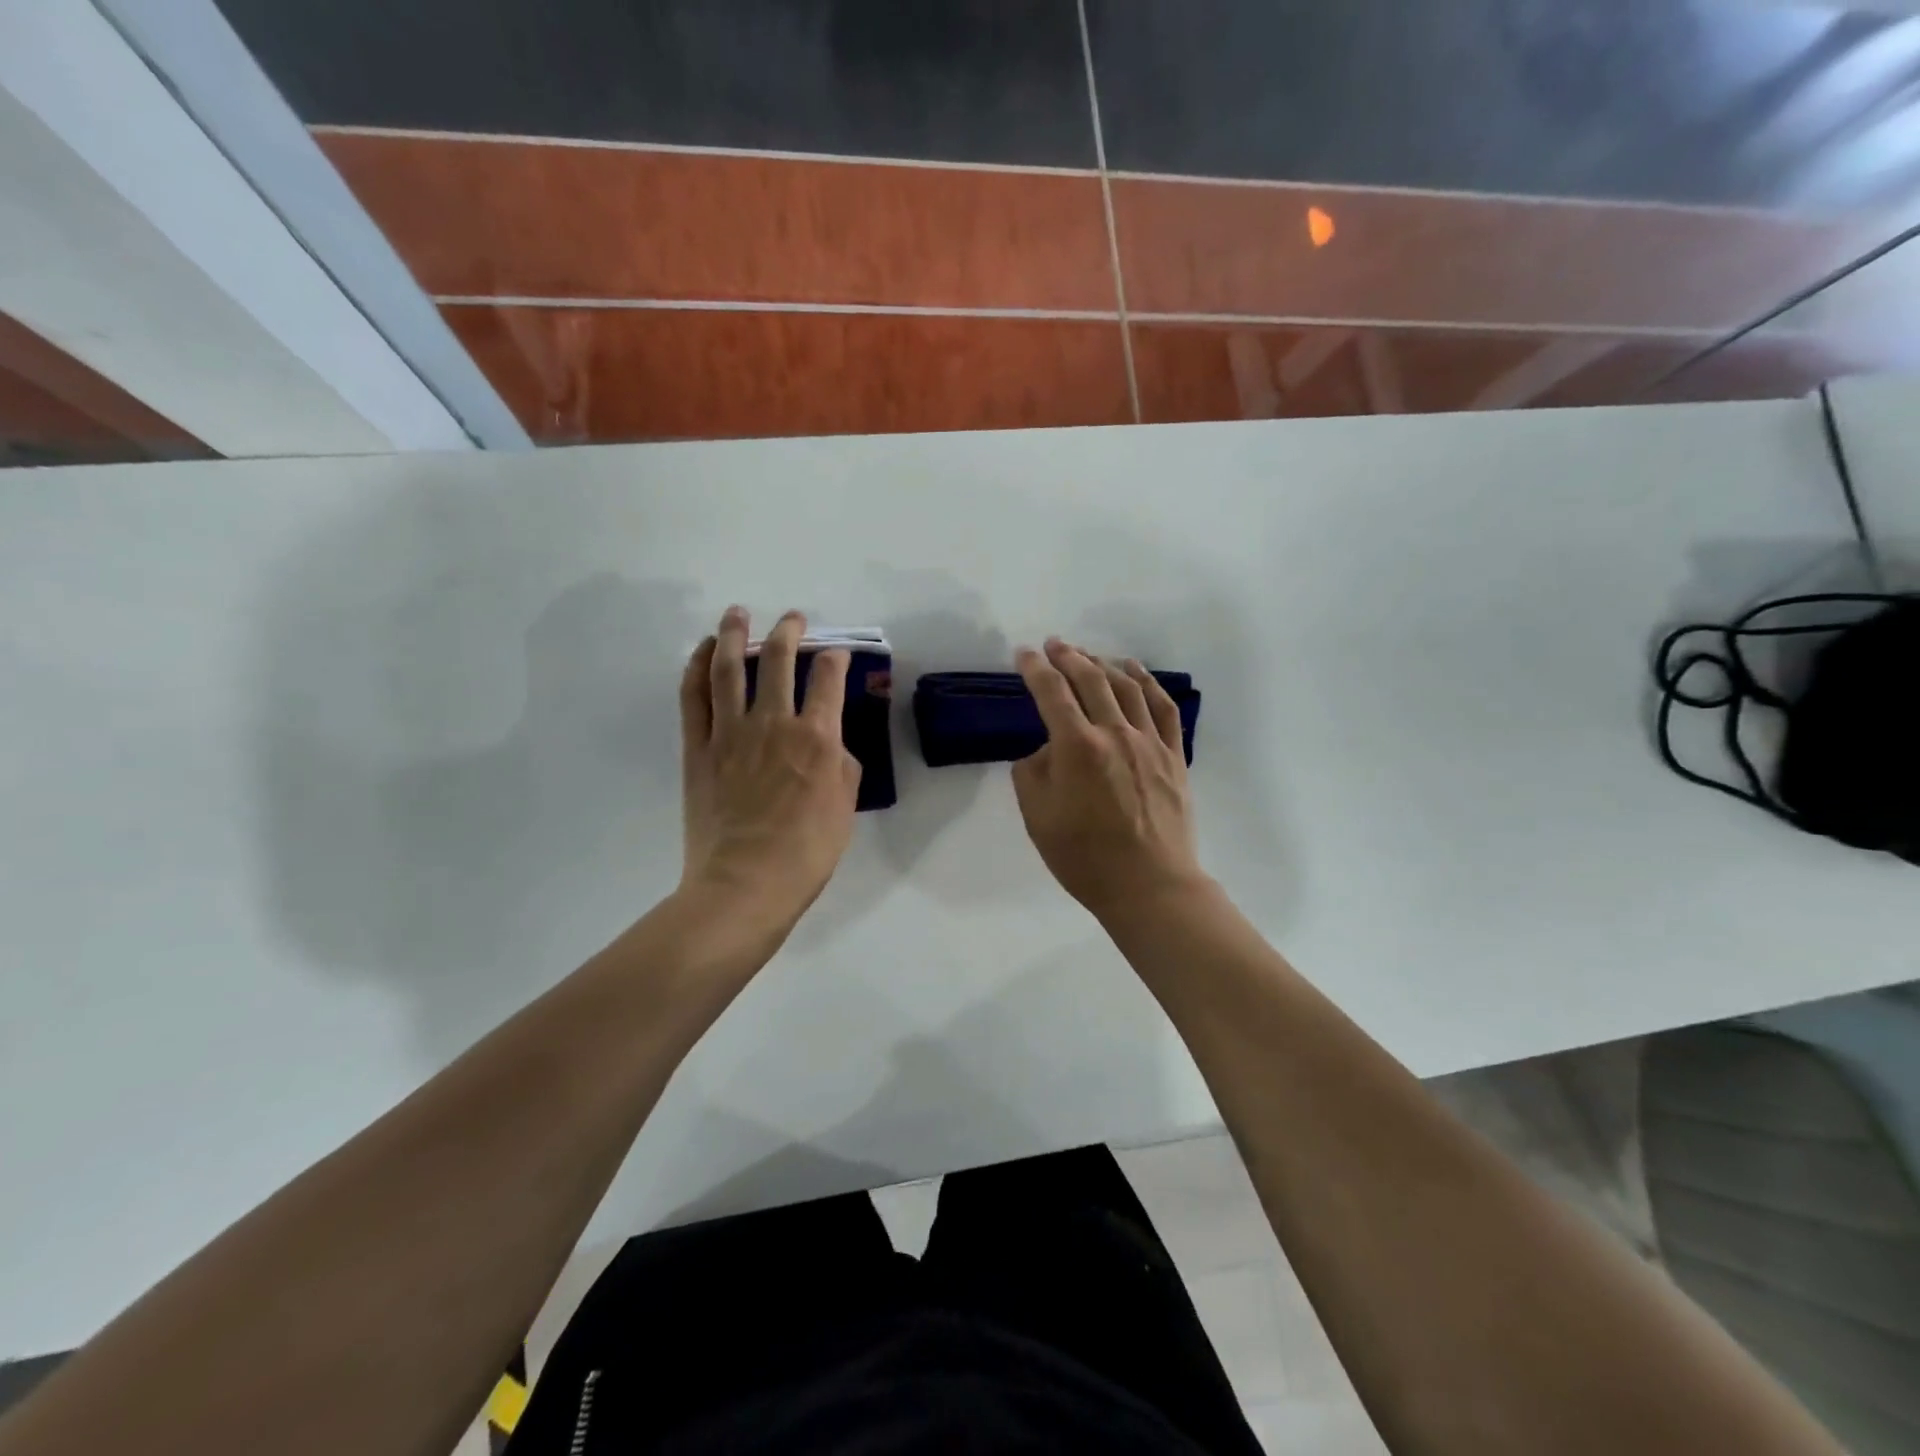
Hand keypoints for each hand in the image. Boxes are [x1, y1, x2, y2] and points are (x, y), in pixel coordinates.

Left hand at [679, 607, 861, 935]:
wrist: (745, 884)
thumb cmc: (806, 853)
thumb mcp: (845, 810)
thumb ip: (843, 769)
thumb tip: (832, 747)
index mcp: (817, 738)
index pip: (828, 680)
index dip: (836, 659)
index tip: (837, 654)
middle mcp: (774, 723)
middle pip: (780, 661)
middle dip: (789, 633)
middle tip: (793, 619)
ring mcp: (731, 732)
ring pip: (730, 669)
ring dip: (735, 635)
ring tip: (738, 613)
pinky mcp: (698, 748)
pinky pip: (694, 698)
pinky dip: (697, 668)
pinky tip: (704, 651)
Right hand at [1011, 639, 1210, 920]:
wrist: (1149, 885)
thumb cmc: (1084, 858)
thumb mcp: (1038, 818)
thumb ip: (1033, 774)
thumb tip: (1046, 750)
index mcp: (1077, 748)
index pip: (1051, 694)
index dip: (1035, 669)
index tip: (1023, 654)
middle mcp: (1114, 733)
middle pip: (1090, 680)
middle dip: (1068, 656)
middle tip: (1054, 645)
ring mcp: (1149, 742)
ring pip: (1126, 687)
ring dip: (1103, 664)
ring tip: (1088, 655)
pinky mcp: (1173, 755)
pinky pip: (1162, 708)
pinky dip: (1147, 683)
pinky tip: (1135, 672)